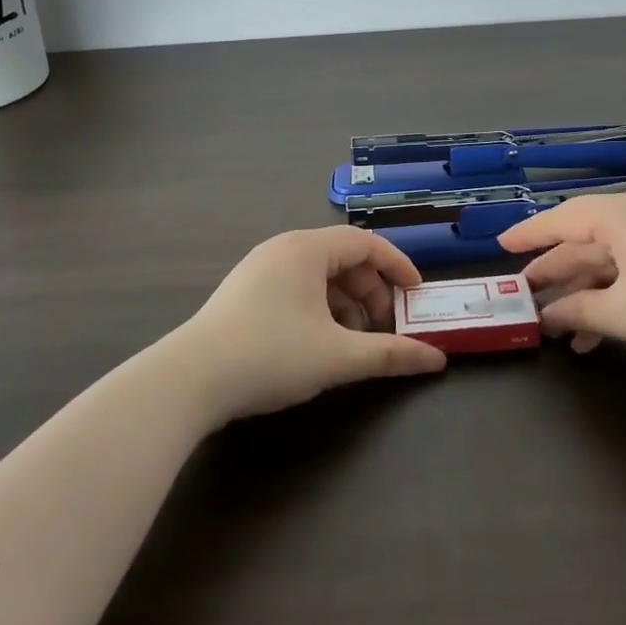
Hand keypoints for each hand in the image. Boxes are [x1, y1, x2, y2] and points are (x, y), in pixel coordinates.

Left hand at [174, 226, 446, 421]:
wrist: (189, 381)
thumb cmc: (271, 355)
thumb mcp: (338, 357)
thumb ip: (390, 354)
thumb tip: (436, 360)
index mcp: (307, 249)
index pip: (366, 242)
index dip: (398, 266)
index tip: (417, 294)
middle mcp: (283, 248)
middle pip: (343, 259)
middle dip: (372, 293)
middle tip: (386, 329)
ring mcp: (259, 269)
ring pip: (319, 276)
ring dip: (346, 305)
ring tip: (355, 343)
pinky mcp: (243, 293)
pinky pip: (296, 288)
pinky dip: (320, 309)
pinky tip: (320, 343)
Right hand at [499, 193, 625, 360]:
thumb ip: (581, 311)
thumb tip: (549, 314)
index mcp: (618, 216)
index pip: (559, 219)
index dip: (528, 235)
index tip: (500, 246)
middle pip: (583, 242)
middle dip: (554, 272)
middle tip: (524, 295)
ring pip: (609, 263)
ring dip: (584, 295)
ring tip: (558, 329)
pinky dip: (613, 300)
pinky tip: (598, 336)